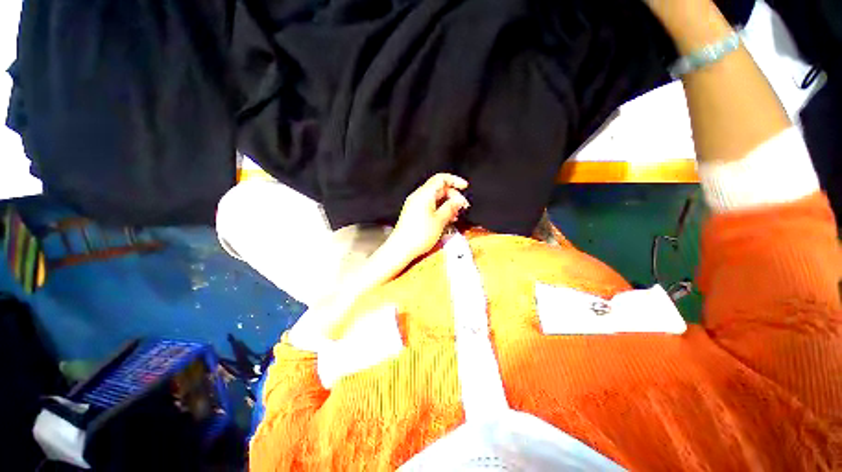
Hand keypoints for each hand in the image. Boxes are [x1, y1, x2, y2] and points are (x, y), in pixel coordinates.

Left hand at [389, 173, 469, 259]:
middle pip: (439, 188)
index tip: (465, 187)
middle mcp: (418, 196)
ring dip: (447, 204)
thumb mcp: (440, 220)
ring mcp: (415, 205)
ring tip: (456, 215)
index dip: (454, 180)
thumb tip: (459, 200)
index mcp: (424, 194)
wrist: (401, 248)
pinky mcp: (414, 213)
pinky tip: (447, 219)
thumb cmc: (420, 234)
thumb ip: (451, 207)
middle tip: (462, 207)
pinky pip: (429, 205)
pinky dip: (440, 209)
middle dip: (453, 195)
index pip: (441, 178)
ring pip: (435, 198)